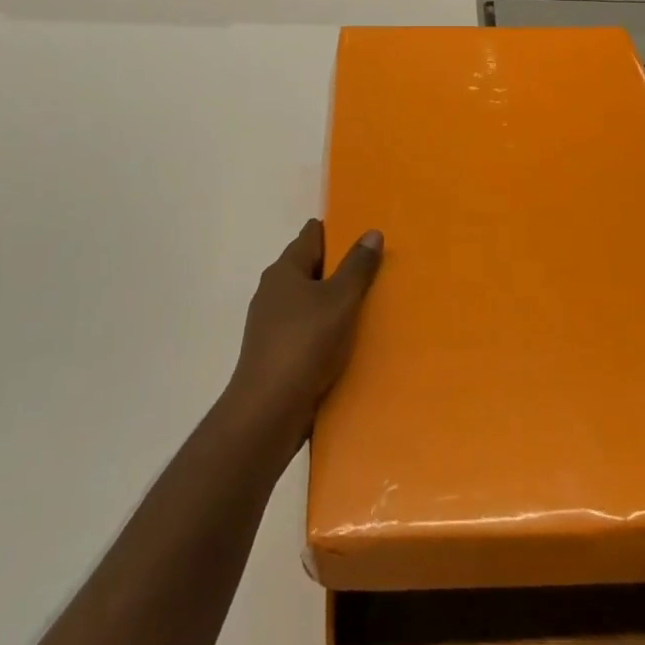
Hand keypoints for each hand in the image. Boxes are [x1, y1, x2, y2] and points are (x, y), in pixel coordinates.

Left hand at [227, 220, 382, 448]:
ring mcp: (271, 324)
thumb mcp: (340, 300)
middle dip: (339, 269)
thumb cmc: (305, 344)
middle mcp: (273, 290)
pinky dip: (325, 331)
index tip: (365, 238)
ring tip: (368, 308)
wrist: (267, 412)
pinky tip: (347, 343)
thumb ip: (357, 266)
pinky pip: (306, 331)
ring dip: (333, 303)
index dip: (338, 232)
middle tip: (376, 272)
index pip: (312, 235)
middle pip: (310, 267)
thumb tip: (371, 232)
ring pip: (309, 302)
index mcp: (285, 269)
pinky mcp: (275, 353)